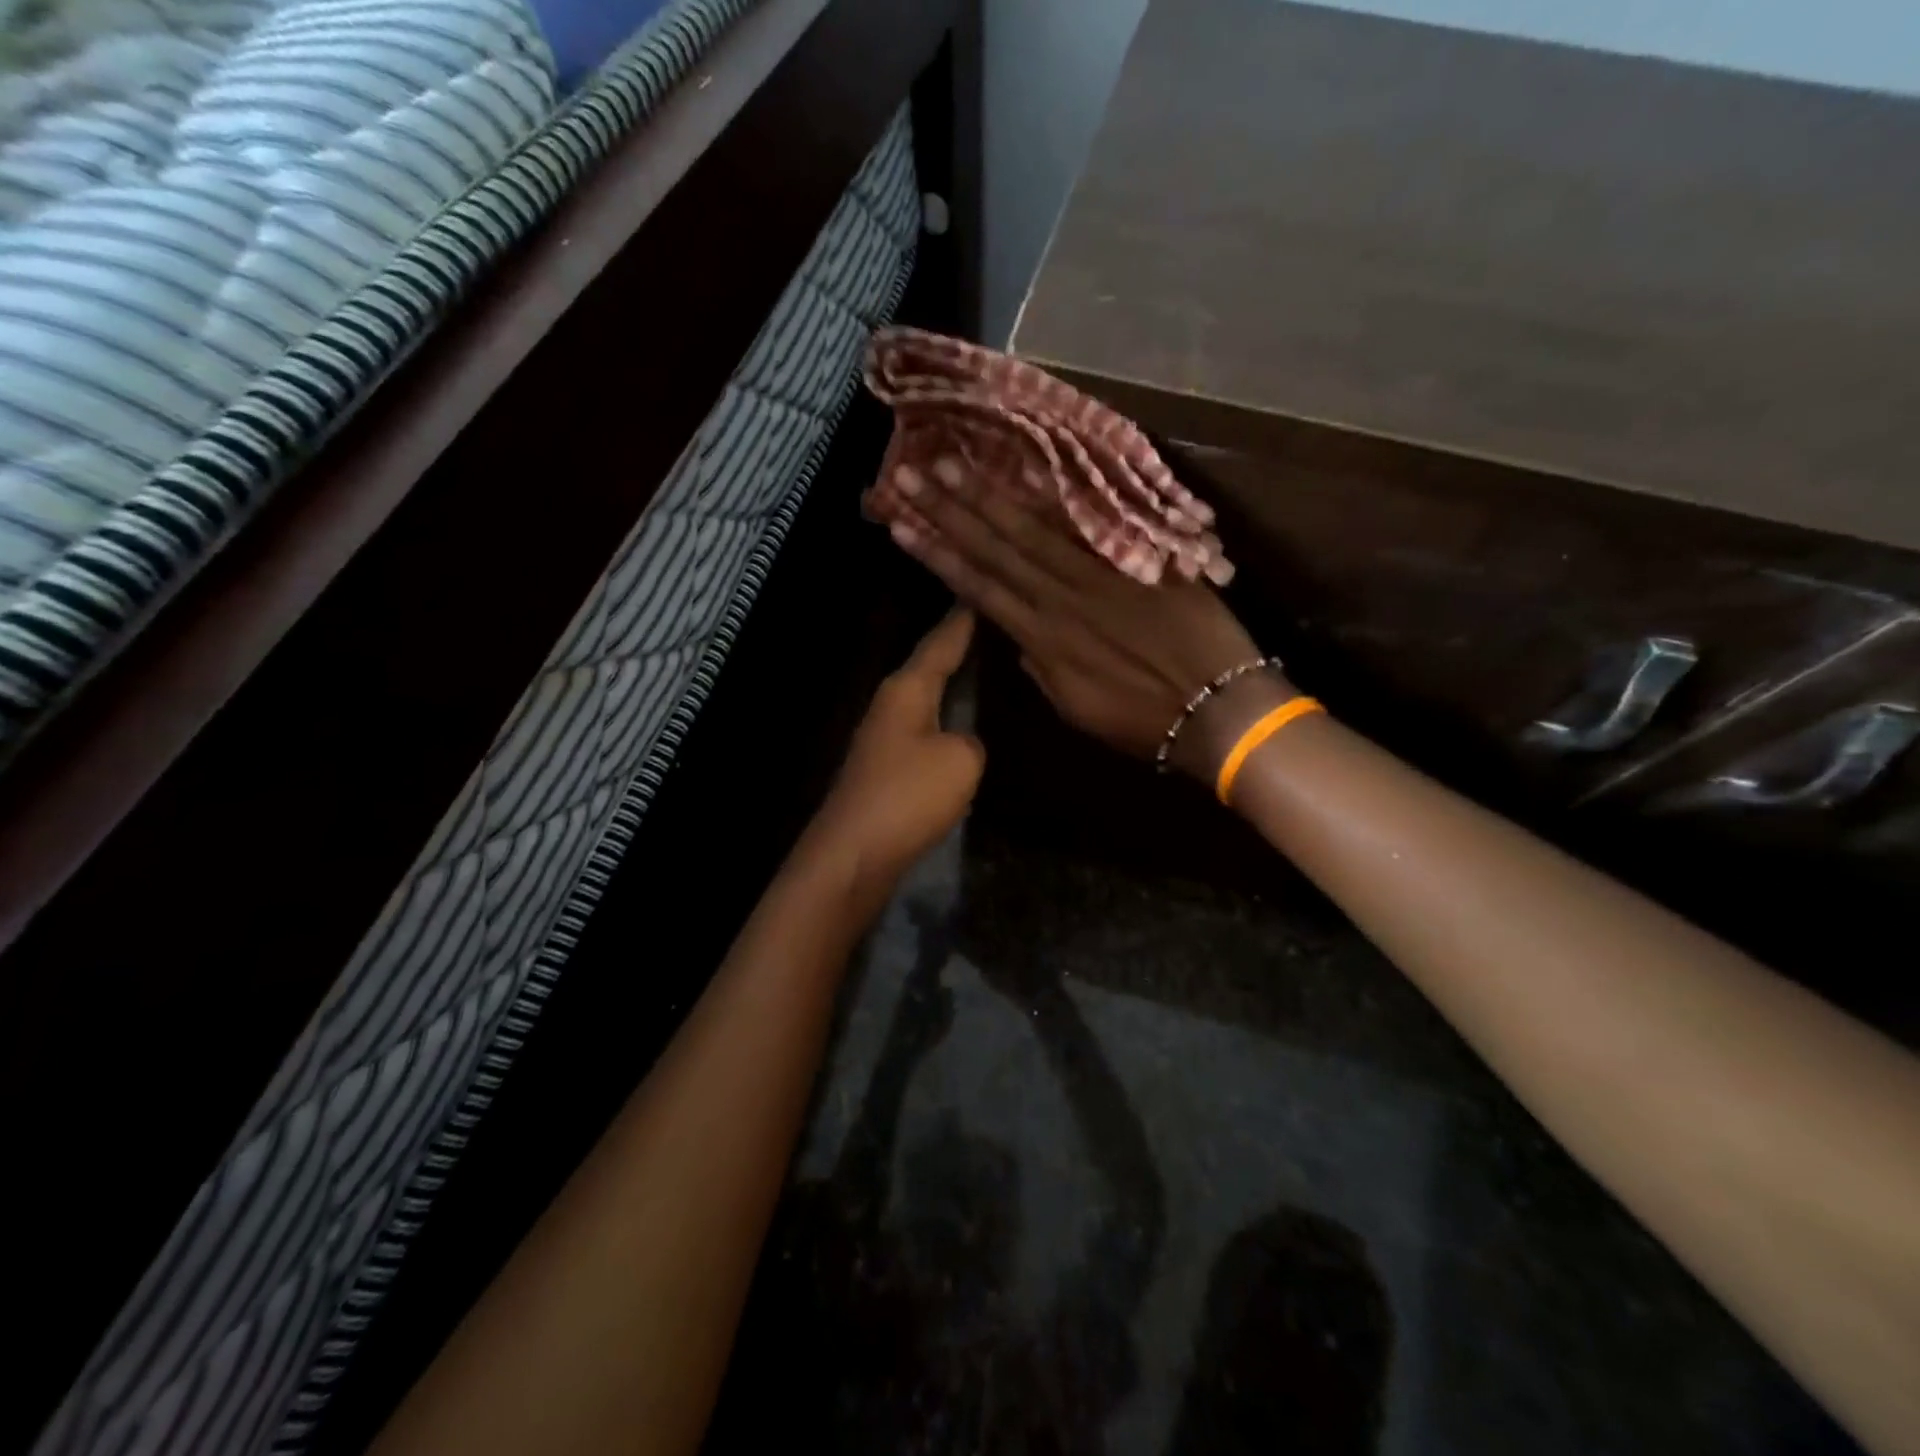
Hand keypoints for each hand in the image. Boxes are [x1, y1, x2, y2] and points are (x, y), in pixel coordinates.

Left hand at [808, 609, 985, 885]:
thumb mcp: (961, 761)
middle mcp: (889, 705)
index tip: (977, 595)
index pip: (940, 644)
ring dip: (947, 688)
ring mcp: (881, 739)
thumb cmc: (908, 796)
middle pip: (926, 668)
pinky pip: (921, 734)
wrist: (854, 854)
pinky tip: (957, 729)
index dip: (961, 622)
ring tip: (979, 673)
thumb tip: (960, 745)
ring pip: (923, 701)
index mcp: (906, 690)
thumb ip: (971, 741)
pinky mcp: (882, 770)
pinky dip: (941, 724)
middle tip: (987, 631)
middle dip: (954, 650)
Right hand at [883, 468, 1287, 782]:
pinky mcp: (1139, 557)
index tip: (902, 526)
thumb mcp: (1077, 709)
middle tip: (910, 474)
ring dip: (990, 495)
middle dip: (950, 511)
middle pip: (997, 548)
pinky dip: (1058, 498)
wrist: (1220, 708)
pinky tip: (1029, 472)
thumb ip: (1042, 669)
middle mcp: (1062, 598)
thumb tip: (1023, 639)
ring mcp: (1101, 572)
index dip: (938, 555)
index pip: (979, 588)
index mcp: (1043, 640)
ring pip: (1035, 528)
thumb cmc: (1143, 721)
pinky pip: (1092, 523)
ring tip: (953, 464)